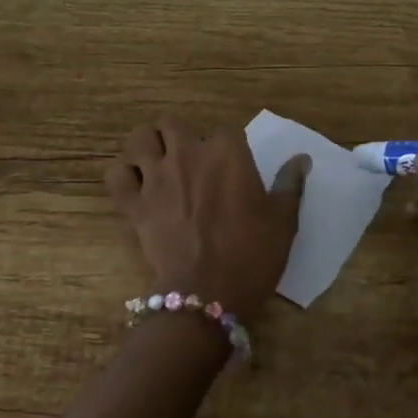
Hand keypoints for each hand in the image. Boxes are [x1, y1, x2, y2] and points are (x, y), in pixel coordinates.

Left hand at [106, 117, 308, 322]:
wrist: (208, 293)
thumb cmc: (252, 255)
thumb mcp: (283, 221)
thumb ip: (290, 184)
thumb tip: (301, 159)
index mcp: (227, 152)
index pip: (227, 132)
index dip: (229, 149)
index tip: (233, 171)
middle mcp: (187, 154)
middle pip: (173, 125)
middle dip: (181, 137)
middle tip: (192, 162)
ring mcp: (155, 177)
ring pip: (139, 138)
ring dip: (147, 147)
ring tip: (158, 164)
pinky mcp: (133, 203)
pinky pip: (116, 175)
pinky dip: (123, 177)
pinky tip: (136, 188)